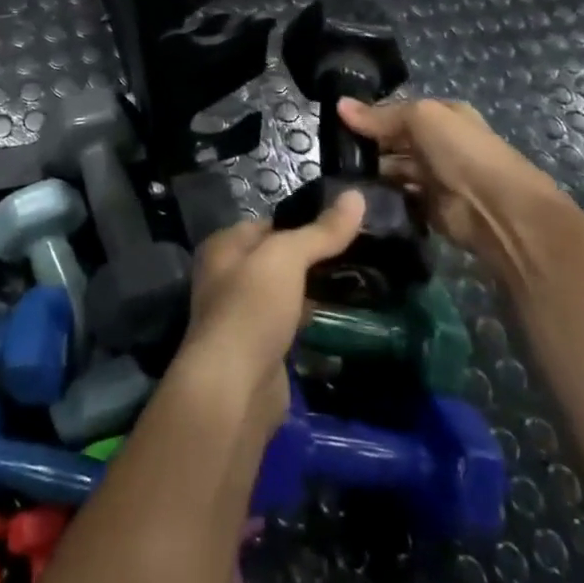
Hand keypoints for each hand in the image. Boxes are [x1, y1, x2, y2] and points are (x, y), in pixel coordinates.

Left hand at [177, 194, 364, 427]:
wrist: (234, 387)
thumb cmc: (252, 307)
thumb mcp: (287, 257)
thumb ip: (321, 231)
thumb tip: (357, 195)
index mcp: (223, 247)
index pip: (268, 224)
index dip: (303, 222)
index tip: (344, 225)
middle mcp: (226, 277)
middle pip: (277, 260)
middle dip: (312, 260)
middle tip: (360, 256)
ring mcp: (242, 316)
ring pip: (285, 294)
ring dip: (313, 292)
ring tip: (359, 284)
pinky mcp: (259, 350)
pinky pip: (290, 325)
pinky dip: (311, 322)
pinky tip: (341, 320)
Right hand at [337, 96, 577, 280]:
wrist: (497, 210)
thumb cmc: (461, 152)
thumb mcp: (420, 118)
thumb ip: (379, 115)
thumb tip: (338, 105)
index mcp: (441, 116)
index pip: (397, 112)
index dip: (368, 115)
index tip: (334, 122)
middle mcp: (438, 144)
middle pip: (393, 141)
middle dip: (366, 145)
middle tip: (328, 152)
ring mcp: (433, 177)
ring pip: (392, 170)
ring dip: (370, 173)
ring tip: (335, 175)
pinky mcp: (428, 209)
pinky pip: (397, 198)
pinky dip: (380, 198)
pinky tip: (354, 196)